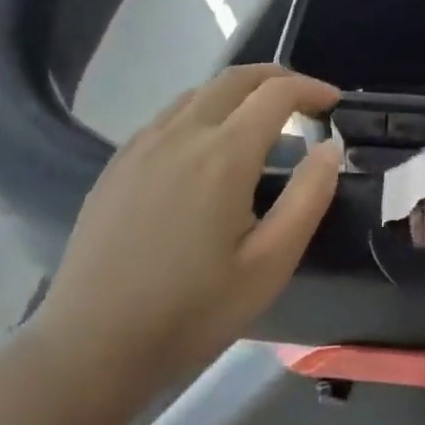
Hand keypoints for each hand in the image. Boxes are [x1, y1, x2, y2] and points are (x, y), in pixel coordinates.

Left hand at [20, 65, 341, 424]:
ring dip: (239, 93)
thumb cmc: (192, 311)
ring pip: (199, 93)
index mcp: (223, 155)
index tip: (334, 103)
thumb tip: (330, 149)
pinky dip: (203, 111)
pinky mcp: (118, 163)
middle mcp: (181, 133)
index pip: (276, 93)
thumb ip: (307, 198)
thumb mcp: (269, 265)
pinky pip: (169, 116)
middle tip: (305, 100)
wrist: (90, 347)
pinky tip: (208, 150)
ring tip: (262, 123)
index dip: (311, 89)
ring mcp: (142, 145)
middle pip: (235, 78)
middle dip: (277, 77)